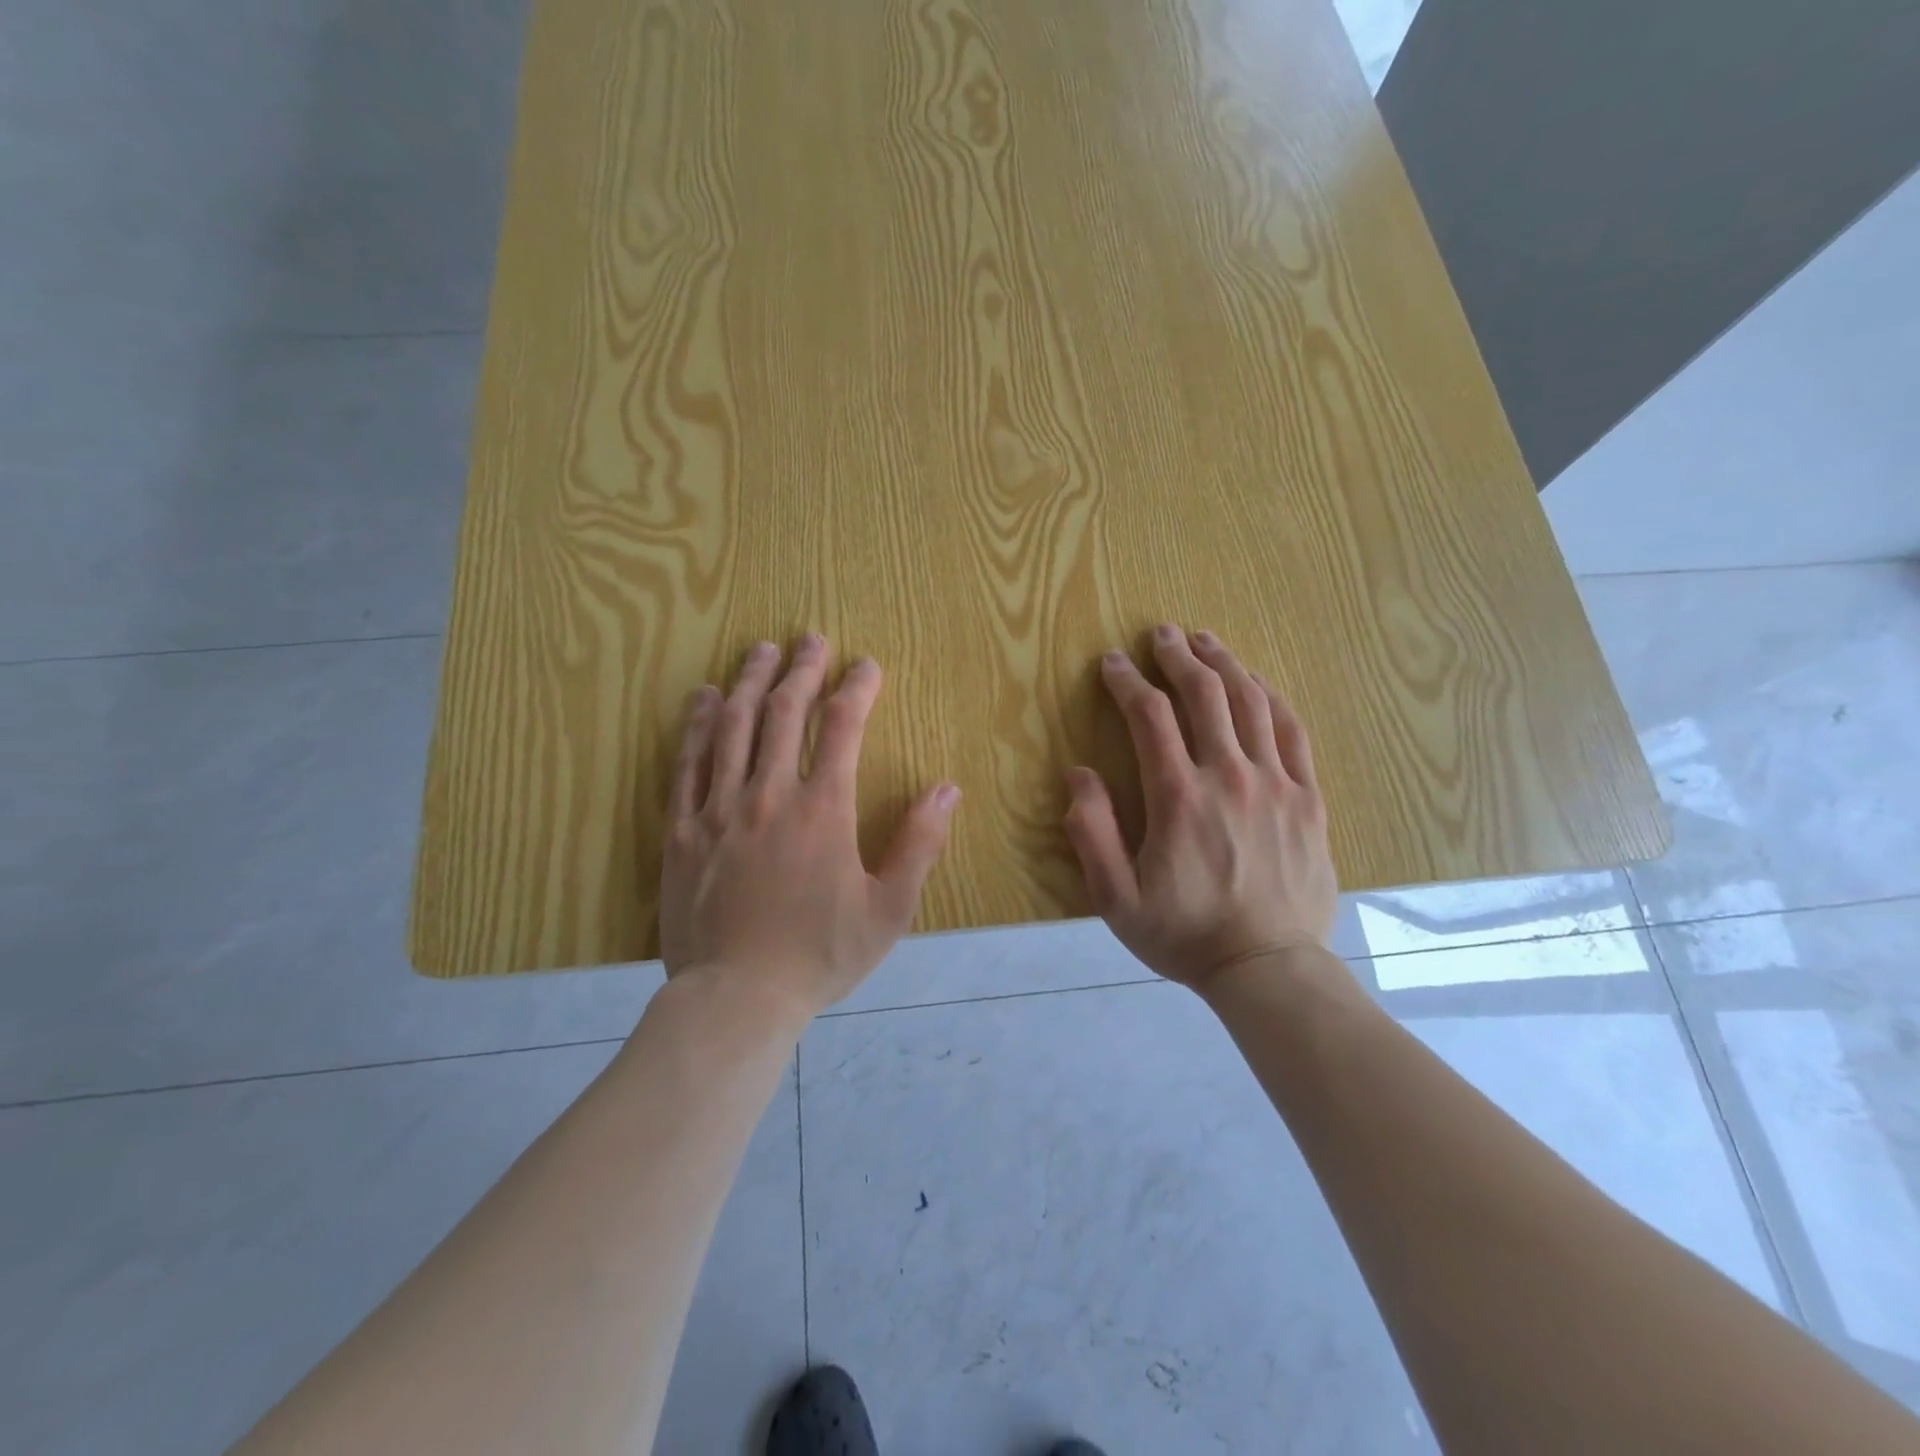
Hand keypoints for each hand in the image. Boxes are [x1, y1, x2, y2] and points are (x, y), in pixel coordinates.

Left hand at [660, 636, 959, 1016]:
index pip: (842, 727)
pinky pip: (687, 763)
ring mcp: (720, 808)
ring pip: (732, 726)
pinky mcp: (683, 829)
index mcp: (823, 810)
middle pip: (783, 712)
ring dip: (749, 681)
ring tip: (761, 649)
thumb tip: (946, 788)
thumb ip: (919, 844)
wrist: (736, 998)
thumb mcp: (889, 909)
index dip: (856, 688)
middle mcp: (769, 794)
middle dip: (802, 669)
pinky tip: (703, 699)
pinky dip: (696, 724)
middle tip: (811, 637)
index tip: (866, 665)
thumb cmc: (820, 955)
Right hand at [1063, 625, 1337, 988]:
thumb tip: (1079, 774)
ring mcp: (1276, 784)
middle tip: (1161, 634)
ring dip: (1224, 664)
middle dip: (1177, 657)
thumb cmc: (1184, 934)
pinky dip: (1272, 698)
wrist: (1268, 968)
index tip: (1112, 662)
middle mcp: (1229, 776)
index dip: (1127, 681)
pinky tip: (1257, 683)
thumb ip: (1091, 833)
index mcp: (1178, 796)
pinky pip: (1293, 732)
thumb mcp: (1116, 898)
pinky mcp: (1308, 799)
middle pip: (1204, 695)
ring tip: (1205, 641)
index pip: (1150, 716)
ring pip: (1251, 703)